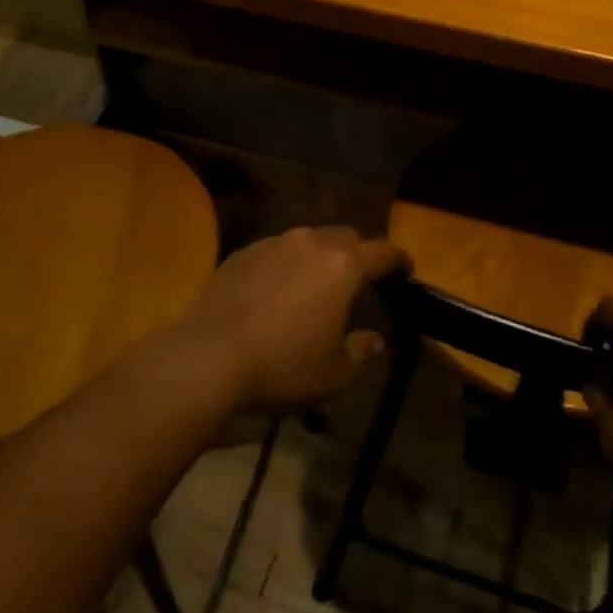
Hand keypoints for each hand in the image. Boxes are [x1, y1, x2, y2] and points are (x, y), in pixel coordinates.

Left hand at [178, 226, 407, 412]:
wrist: (207, 359)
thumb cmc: (282, 367)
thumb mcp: (334, 375)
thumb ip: (362, 352)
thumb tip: (374, 339)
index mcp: (343, 266)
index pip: (384, 251)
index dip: (399, 260)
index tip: (405, 271)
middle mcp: (311, 242)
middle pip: (347, 237)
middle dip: (358, 256)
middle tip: (357, 284)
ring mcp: (274, 243)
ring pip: (309, 240)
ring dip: (319, 258)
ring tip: (313, 287)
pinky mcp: (243, 252)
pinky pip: (276, 251)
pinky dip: (285, 265)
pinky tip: (275, 293)